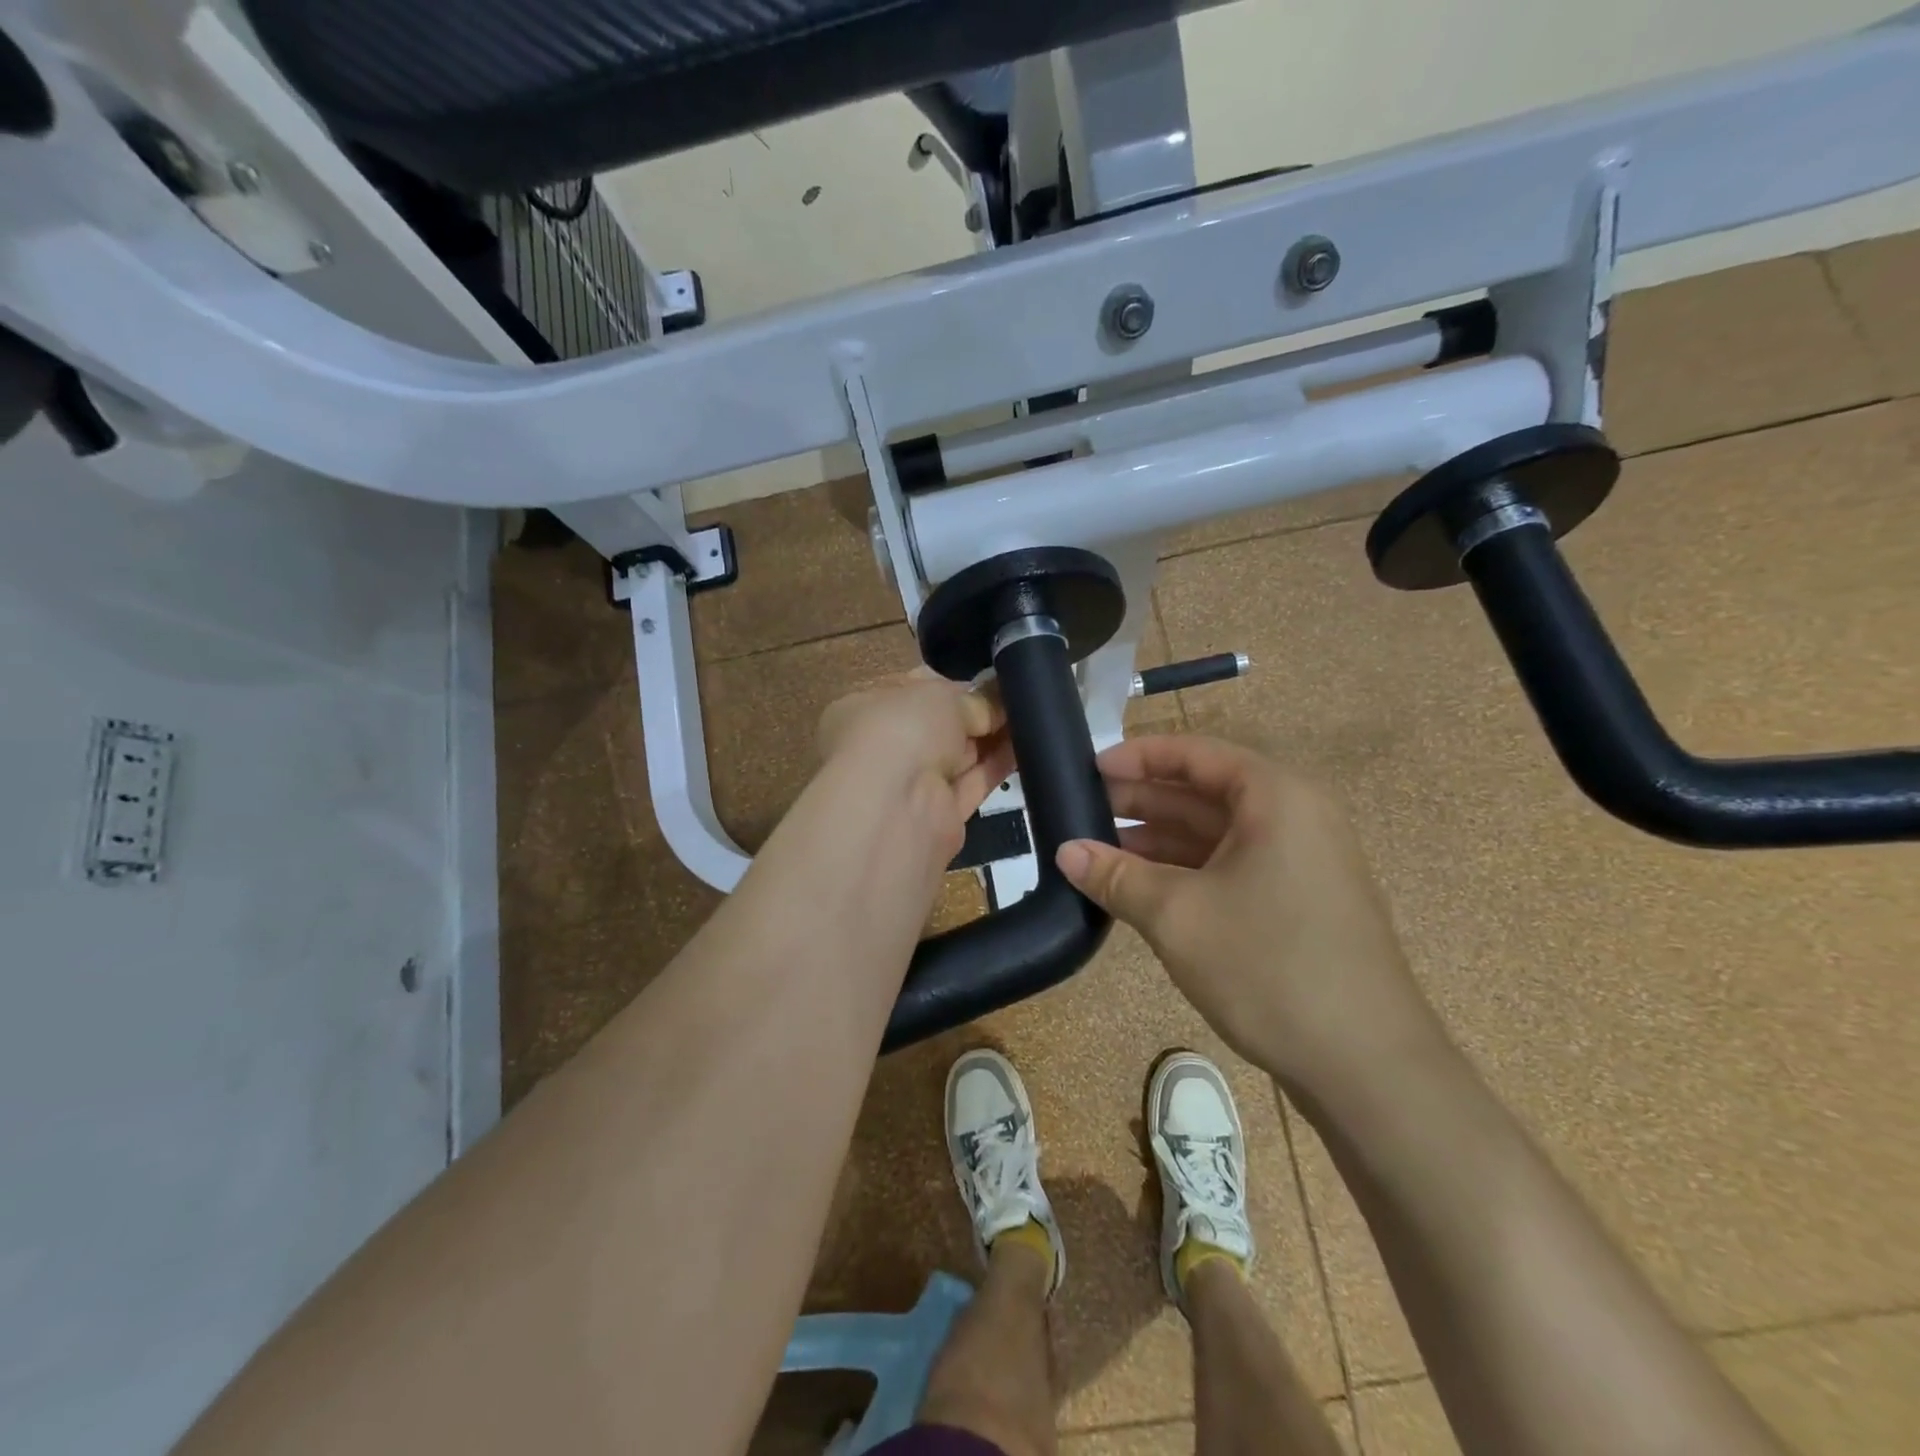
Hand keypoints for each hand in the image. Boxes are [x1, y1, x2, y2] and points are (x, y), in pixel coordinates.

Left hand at [817, 671, 1014, 861]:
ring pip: (957, 756)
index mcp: (862, 711)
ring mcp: (908, 786)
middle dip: (974, 713)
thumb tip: (998, 699)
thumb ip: (973, 698)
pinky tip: (1028, 746)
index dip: (948, 685)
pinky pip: (972, 784)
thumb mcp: (940, 696)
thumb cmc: (901, 730)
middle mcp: (881, 749)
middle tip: (1016, 697)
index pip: (909, 692)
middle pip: (937, 726)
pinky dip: (997, 766)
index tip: (987, 681)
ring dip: (991, 739)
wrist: (896, 807)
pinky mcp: (939, 816)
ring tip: (1032, 717)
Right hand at [1055, 735, 1447, 1092]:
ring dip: (1158, 839)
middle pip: (1204, 792)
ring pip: (1216, 833)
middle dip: (1142, 800)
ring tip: (1099, 850)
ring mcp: (1301, 862)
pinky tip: (1142, 887)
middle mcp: (1294, 816)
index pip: (1195, 754)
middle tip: (1080, 812)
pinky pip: (1232, 866)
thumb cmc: (1268, 966)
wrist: (1368, 1067)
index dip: (1137, 757)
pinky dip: (1186, 870)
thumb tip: (1064, 852)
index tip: (1087, 770)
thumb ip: (1116, 875)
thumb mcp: (1177, 915)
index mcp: (1275, 797)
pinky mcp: (1299, 902)